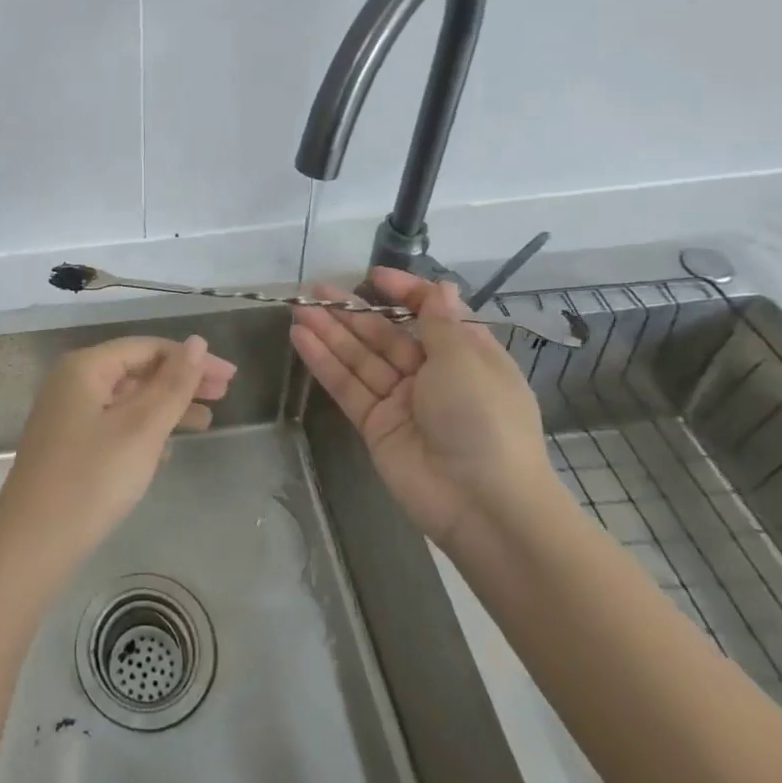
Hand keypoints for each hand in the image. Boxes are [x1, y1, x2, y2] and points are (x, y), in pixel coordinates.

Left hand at [0, 335, 234, 573]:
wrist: (32, 544)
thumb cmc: (92, 479)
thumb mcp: (142, 429)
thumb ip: (173, 384)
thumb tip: (196, 342)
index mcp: (86, 367)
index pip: (148, 347)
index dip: (191, 358)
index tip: (230, 377)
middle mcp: (73, 381)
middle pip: (137, 369)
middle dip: (181, 381)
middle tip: (224, 394)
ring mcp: (67, 413)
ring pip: (127, 398)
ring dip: (166, 406)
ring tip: (206, 422)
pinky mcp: (68, 443)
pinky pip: (115, 422)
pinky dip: (144, 428)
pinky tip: (168, 448)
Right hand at [290, 268, 552, 549]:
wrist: (483, 505)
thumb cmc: (483, 419)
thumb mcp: (465, 359)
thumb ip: (438, 322)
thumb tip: (439, 286)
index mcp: (466, 356)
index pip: (430, 313)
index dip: (403, 293)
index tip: (374, 277)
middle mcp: (433, 375)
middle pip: (386, 335)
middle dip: (352, 311)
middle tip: (315, 290)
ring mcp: (401, 401)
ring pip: (360, 358)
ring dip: (330, 332)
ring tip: (298, 308)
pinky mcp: (376, 425)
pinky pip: (347, 386)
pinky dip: (324, 362)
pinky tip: (300, 337)